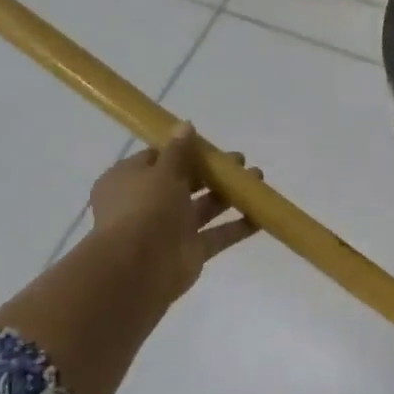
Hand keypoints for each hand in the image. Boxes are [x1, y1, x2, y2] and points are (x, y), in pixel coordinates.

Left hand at [88, 125, 258, 308]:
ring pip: (205, 206)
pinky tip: (263, 215)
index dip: (184, 150)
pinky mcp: (191, 250)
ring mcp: (171, 228)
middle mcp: (149, 202)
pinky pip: (218, 234)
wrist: (137, 268)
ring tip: (258, 179)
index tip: (210, 146)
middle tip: (240, 162)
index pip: (158, 159)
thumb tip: (185, 125)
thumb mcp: (161, 172)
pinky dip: (239, 226)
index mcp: (131, 180)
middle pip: (186, 181)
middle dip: (214, 172)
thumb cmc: (144, 210)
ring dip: (231, 194)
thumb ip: (178, 151)